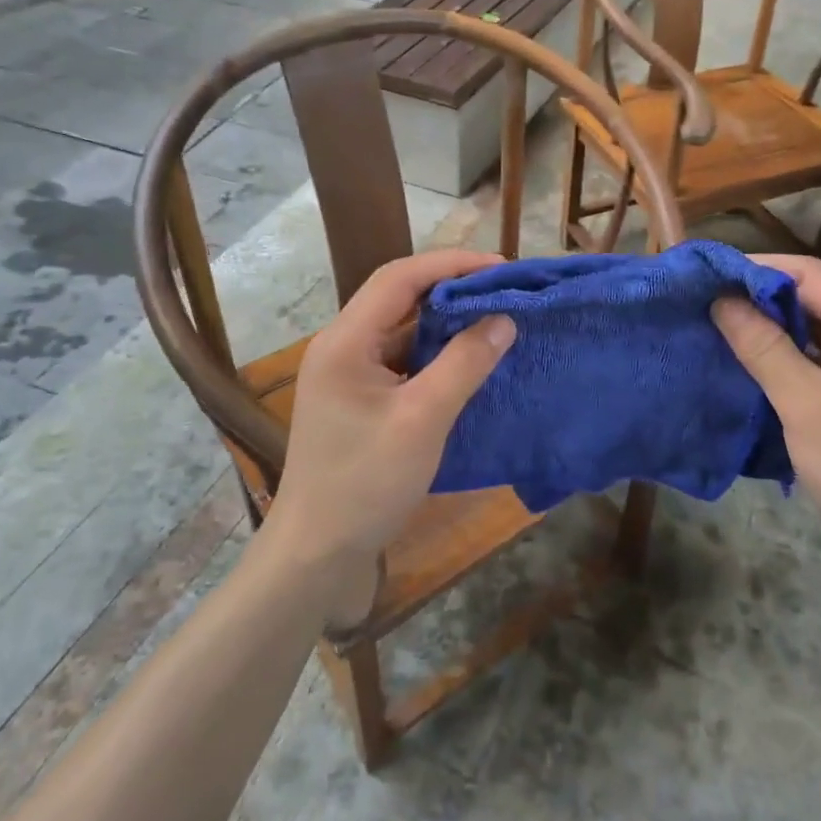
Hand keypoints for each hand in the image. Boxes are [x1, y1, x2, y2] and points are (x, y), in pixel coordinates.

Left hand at [265, 249, 515, 625]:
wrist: (316, 556)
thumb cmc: (365, 483)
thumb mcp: (422, 419)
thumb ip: (464, 364)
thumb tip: (504, 319)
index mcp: (345, 340)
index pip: (400, 277)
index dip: (451, 264)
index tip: (501, 268)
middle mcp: (342, 347)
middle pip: (399, 298)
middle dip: (451, 289)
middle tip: (503, 292)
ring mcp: (348, 377)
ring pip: (402, 331)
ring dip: (445, 323)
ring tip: (494, 319)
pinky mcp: (359, 402)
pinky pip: (402, 362)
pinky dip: (435, 355)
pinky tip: (468, 363)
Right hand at [712, 254, 820, 618]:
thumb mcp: (805, 404)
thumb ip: (764, 347)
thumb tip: (721, 299)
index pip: (811, 276)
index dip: (761, 268)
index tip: (711, 274)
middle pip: (808, 302)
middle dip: (756, 298)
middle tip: (703, 303)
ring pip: (804, 336)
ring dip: (762, 331)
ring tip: (712, 331)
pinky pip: (805, 369)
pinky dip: (772, 363)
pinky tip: (738, 371)